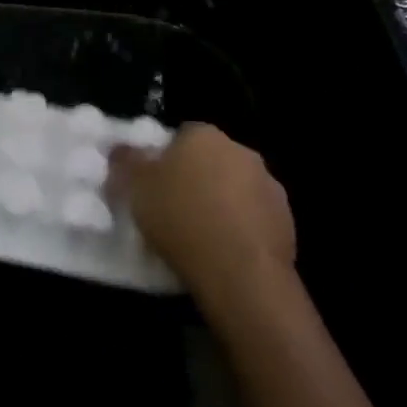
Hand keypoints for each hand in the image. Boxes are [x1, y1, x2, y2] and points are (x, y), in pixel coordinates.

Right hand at [111, 123, 295, 316]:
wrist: (240, 271)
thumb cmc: (180, 219)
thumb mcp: (134, 188)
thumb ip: (125, 162)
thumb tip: (120, 148)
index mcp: (203, 135)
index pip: (181, 136)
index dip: (165, 160)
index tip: (154, 186)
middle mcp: (240, 150)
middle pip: (211, 160)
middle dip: (196, 179)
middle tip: (174, 209)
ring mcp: (268, 184)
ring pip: (235, 188)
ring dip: (222, 203)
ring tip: (200, 235)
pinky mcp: (286, 220)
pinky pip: (254, 217)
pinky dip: (241, 228)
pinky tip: (224, 252)